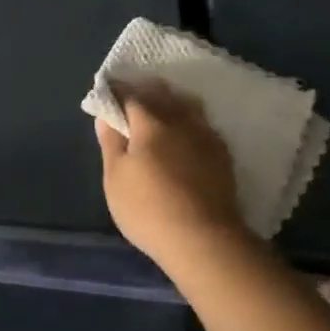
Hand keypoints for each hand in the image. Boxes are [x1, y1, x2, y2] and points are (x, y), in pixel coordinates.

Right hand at [95, 81, 250, 274]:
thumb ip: (111, 143)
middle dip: (145, 89)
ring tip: (162, 108)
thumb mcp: (115, 178)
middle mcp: (180, 120)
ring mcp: (206, 136)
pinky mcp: (222, 155)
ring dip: (172, 101)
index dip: (116, 90)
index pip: (130, 95)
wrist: (206, 240)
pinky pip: (202, 124)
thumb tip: (106, 116)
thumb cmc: (149, 208)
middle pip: (162, 94)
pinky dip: (189, 120)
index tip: (107, 90)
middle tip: (132, 96)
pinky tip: (186, 133)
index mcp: (151, 122)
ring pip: (187, 105)